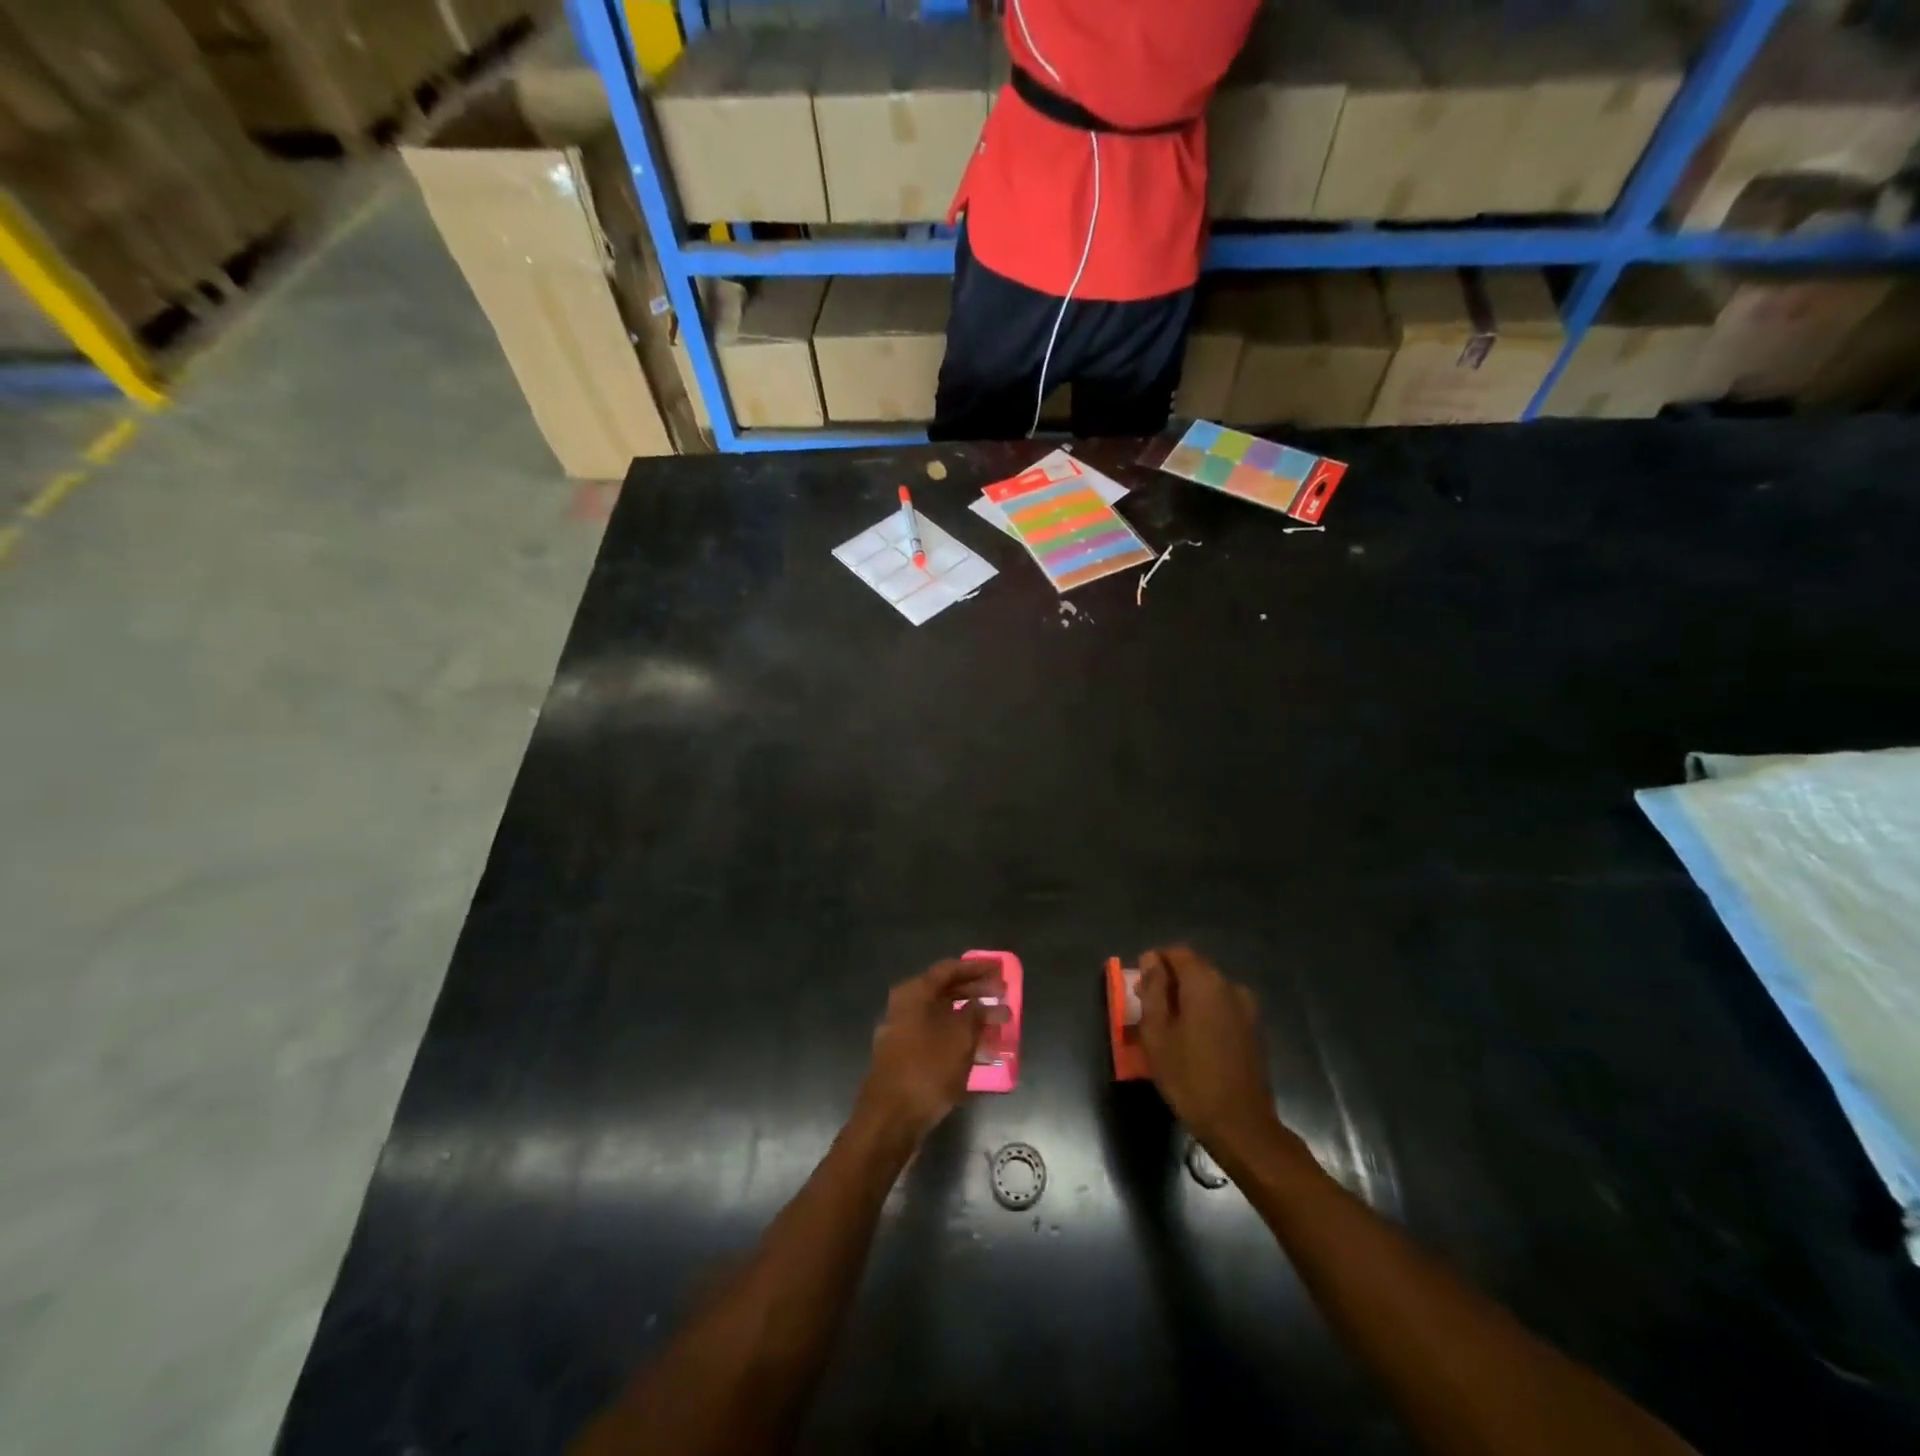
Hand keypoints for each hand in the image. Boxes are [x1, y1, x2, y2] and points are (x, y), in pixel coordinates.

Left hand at [858, 959, 1001, 1142]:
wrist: (889, 1119)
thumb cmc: (927, 1069)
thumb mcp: (960, 1038)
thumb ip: (977, 1015)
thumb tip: (989, 1004)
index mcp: (914, 993)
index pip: (949, 969)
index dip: (977, 968)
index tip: (1000, 971)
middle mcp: (904, 1007)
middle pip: (945, 992)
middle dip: (975, 993)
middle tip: (1003, 996)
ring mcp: (902, 1033)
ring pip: (942, 1017)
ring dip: (969, 1019)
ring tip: (998, 1025)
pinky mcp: (905, 1058)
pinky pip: (937, 1038)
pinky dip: (958, 1040)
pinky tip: (980, 1052)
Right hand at [1137, 945, 1284, 1162]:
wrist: (1241, 1126)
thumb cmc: (1189, 1077)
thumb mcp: (1157, 1033)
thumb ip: (1153, 990)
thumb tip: (1151, 959)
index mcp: (1205, 982)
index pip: (1176, 953)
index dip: (1154, 964)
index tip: (1138, 988)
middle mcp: (1230, 986)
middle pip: (1193, 970)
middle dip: (1168, 983)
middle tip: (1147, 1010)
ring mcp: (1247, 1009)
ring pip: (1207, 990)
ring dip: (1186, 1000)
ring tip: (1168, 1029)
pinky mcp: (1253, 1030)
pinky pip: (1221, 1008)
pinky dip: (1203, 1014)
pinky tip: (1192, 1041)